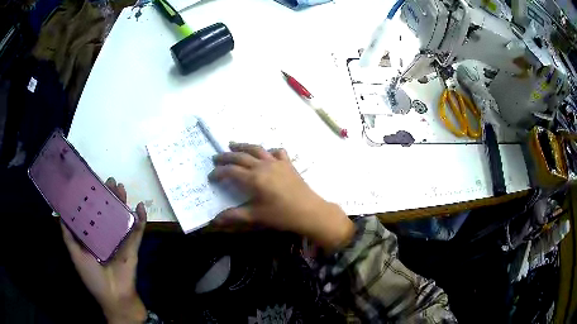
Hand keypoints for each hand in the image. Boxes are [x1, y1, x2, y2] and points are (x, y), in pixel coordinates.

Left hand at [61, 177, 146, 323]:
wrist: (114, 296)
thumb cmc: (92, 277)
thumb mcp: (76, 255)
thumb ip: (69, 237)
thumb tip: (61, 214)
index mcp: (93, 236)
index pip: (93, 212)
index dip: (92, 197)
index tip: (92, 182)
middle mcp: (107, 234)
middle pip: (108, 211)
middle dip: (109, 196)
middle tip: (109, 180)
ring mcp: (121, 240)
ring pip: (122, 217)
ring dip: (123, 202)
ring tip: (121, 187)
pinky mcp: (133, 247)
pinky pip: (138, 231)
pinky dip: (140, 219)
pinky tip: (140, 207)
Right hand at [210, 143, 353, 250]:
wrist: (309, 211)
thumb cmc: (281, 215)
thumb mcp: (256, 216)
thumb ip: (234, 216)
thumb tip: (215, 220)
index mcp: (253, 179)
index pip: (230, 171)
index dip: (218, 172)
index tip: (210, 176)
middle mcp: (263, 166)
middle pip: (240, 156)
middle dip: (226, 156)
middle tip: (215, 158)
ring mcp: (276, 162)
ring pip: (256, 149)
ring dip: (242, 146)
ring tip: (232, 144)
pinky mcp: (288, 163)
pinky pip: (276, 152)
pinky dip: (268, 151)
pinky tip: (265, 154)